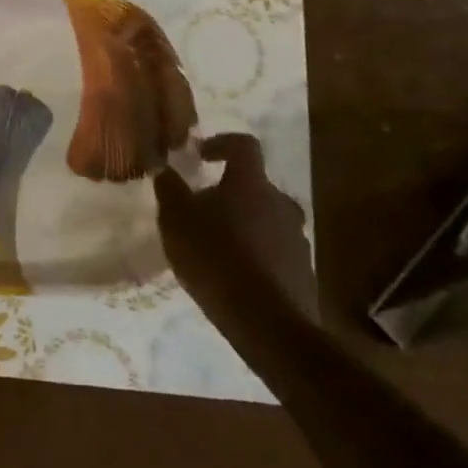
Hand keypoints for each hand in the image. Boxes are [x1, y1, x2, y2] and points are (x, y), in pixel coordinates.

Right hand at [155, 135, 316, 323]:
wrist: (267, 324)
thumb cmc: (215, 258)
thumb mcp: (176, 220)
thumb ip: (169, 189)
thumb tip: (164, 168)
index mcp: (251, 184)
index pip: (244, 145)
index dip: (222, 143)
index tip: (201, 154)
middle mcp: (281, 203)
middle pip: (255, 185)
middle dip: (230, 191)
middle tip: (203, 208)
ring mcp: (297, 238)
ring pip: (266, 218)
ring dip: (244, 223)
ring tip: (216, 245)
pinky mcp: (303, 270)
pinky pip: (275, 249)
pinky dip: (255, 252)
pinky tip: (234, 273)